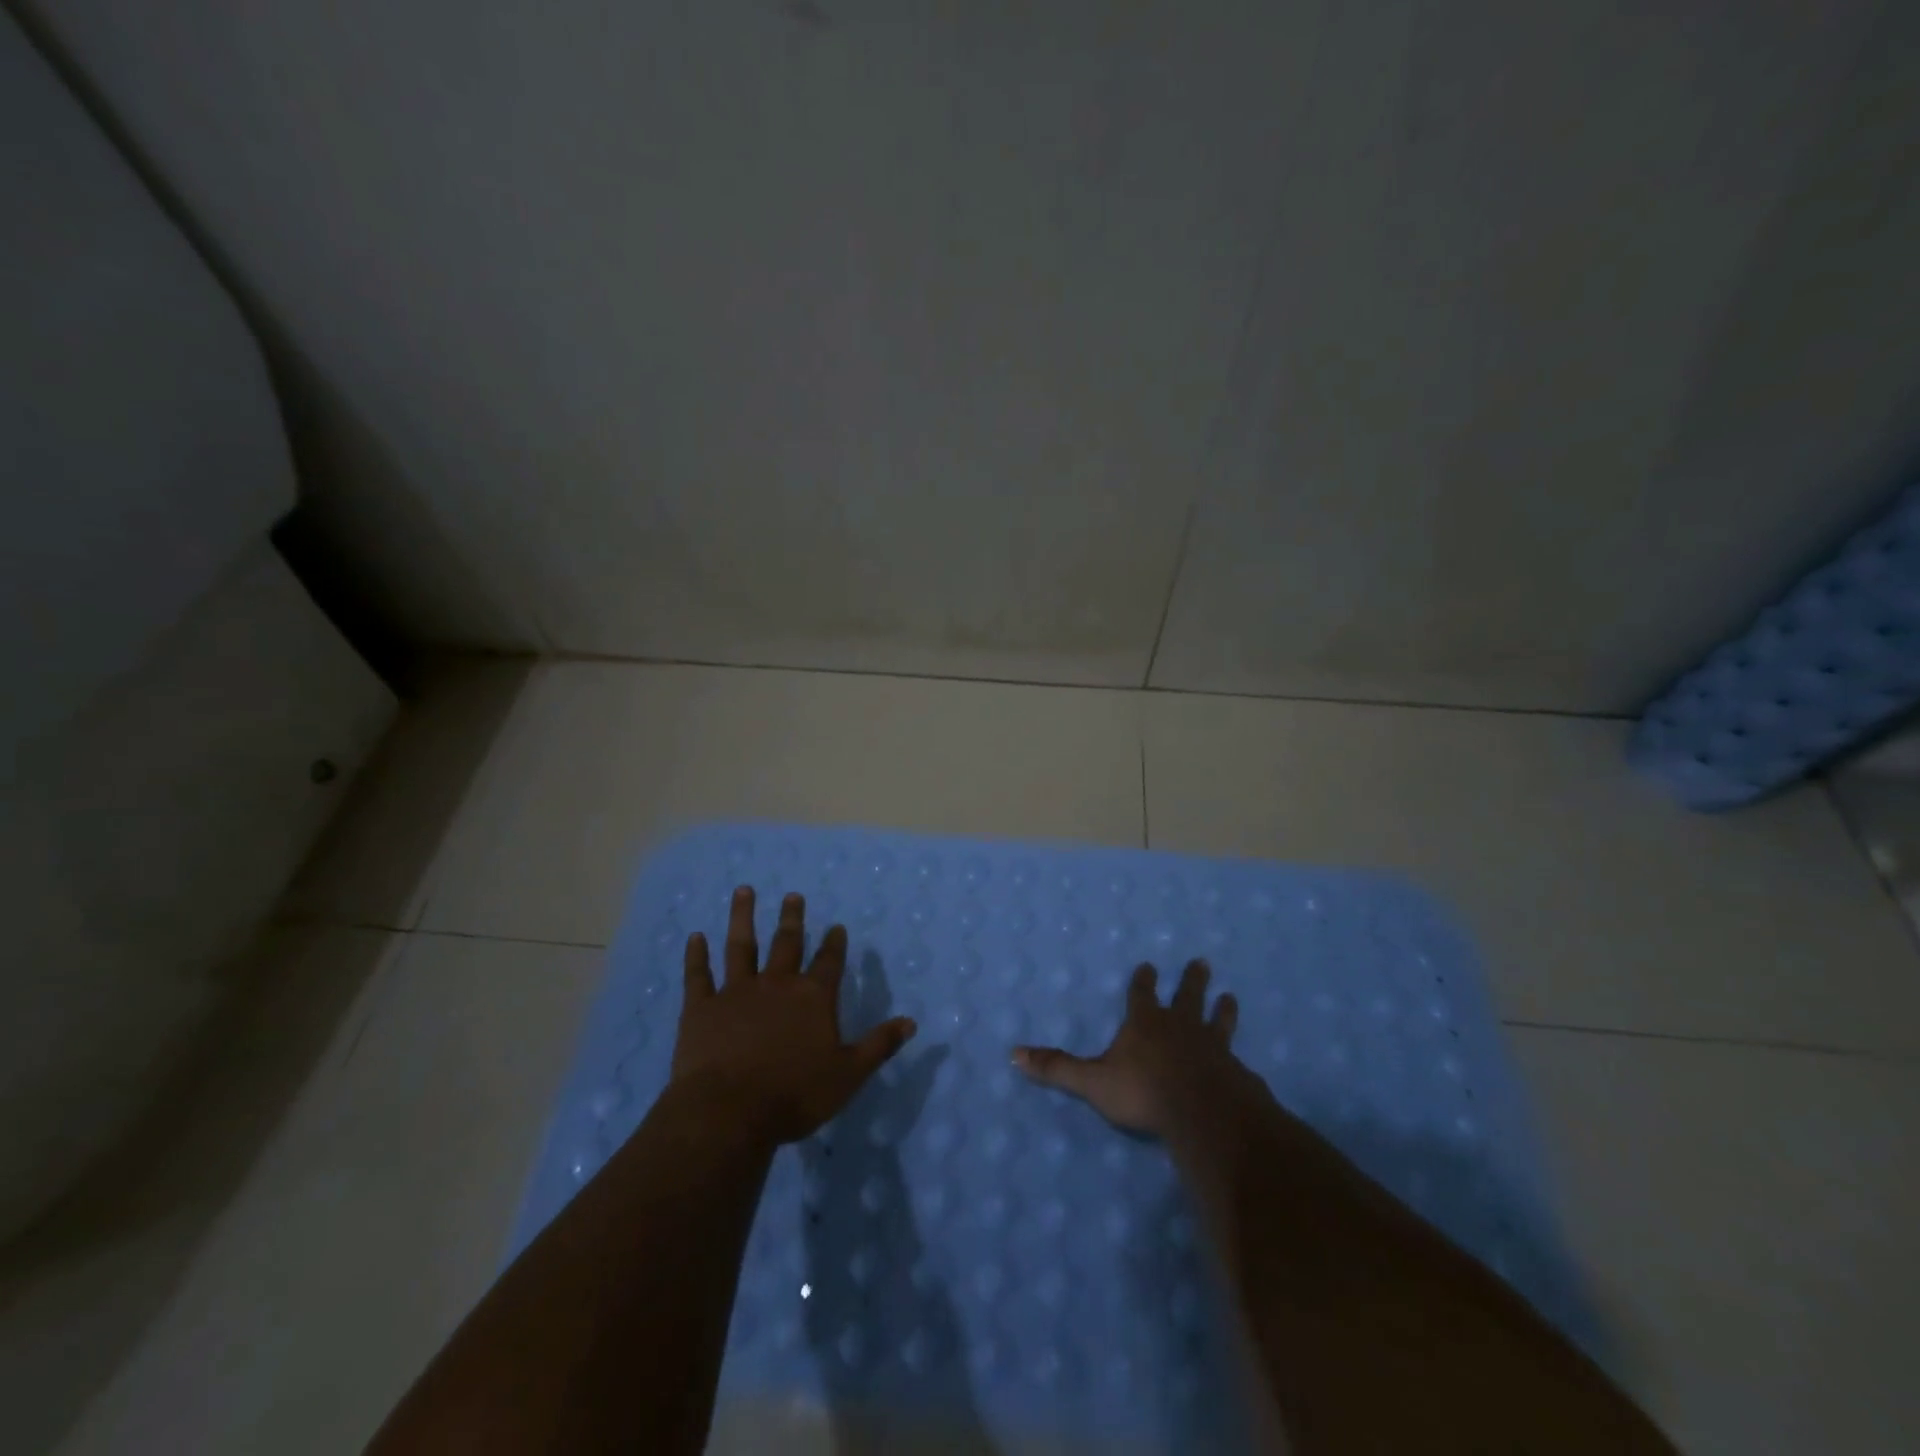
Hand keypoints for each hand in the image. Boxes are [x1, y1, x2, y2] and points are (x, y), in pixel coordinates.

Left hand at [672, 886, 915, 1145]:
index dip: (834, 943)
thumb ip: (879, 1045)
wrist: (728, 1111)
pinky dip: (697, 955)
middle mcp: (777, 984)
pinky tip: (695, 937)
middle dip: (792, 919)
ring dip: (743, 917)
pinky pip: (699, 975)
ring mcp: (736, 992)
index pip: (829, 962)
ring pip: (741, 946)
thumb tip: (911, 1022)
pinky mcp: (701, 1008)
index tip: (836, 926)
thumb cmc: (794, 1095)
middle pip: (786, 944)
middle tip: (792, 895)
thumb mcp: (848, 1074)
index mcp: (813, 998)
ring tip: (744, 891)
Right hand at [1013, 959, 1263, 1138]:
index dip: (1144, 980)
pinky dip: (1237, 1056)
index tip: (1149, 965)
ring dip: (1221, 1009)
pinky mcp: (1235, 1072)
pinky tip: (1245, 1062)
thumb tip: (1013, 1054)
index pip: (1142, 994)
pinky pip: (1236, 1058)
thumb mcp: (1093, 1081)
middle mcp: (1180, 1027)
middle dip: (1192, 980)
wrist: (1204, 1112)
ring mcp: (1211, 1047)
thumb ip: (1057, 1069)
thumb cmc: (1144, 1091)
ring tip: (1230, 997)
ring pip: (1217, 1020)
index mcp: (1146, 1024)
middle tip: (1202, 963)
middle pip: (1187, 996)